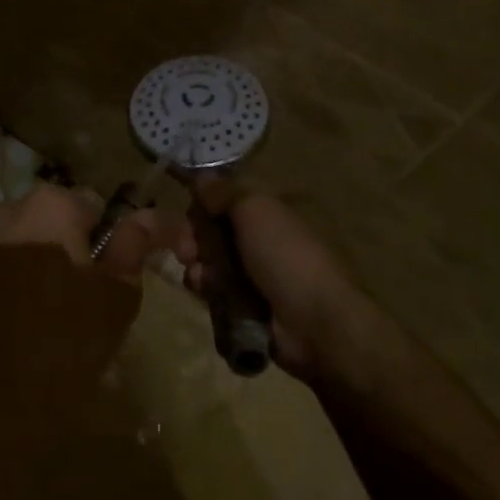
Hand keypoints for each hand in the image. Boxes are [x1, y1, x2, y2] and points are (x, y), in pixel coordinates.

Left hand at [0, 185, 175, 422]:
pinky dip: (20, 278)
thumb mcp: (117, 295)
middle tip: (93, 295)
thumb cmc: (66, 344)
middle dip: (77, 248)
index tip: (122, 274)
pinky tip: (29, 318)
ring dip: (47, 261)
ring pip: (30, 241)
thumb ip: (134, 245)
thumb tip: (144, 218)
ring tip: (60, 310)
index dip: (115, 240)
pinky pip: (4, 264)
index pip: (97, 207)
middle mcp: (7, 209)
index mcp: (50, 205)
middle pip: (59, 220)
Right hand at [178, 182, 380, 382]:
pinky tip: (203, 289)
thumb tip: (201, 177)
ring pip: (211, 262)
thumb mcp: (255, 210)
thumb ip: (225, 193)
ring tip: (198, 273)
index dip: (204, 204)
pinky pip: (216, 291)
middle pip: (215, 231)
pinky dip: (206, 288)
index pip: (227, 201)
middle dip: (194, 237)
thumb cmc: (285, 255)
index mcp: (270, 213)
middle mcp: (262, 240)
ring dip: (197, 263)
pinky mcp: (246, 306)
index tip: (189, 211)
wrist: (314, 322)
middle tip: (185, 248)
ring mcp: (255, 274)